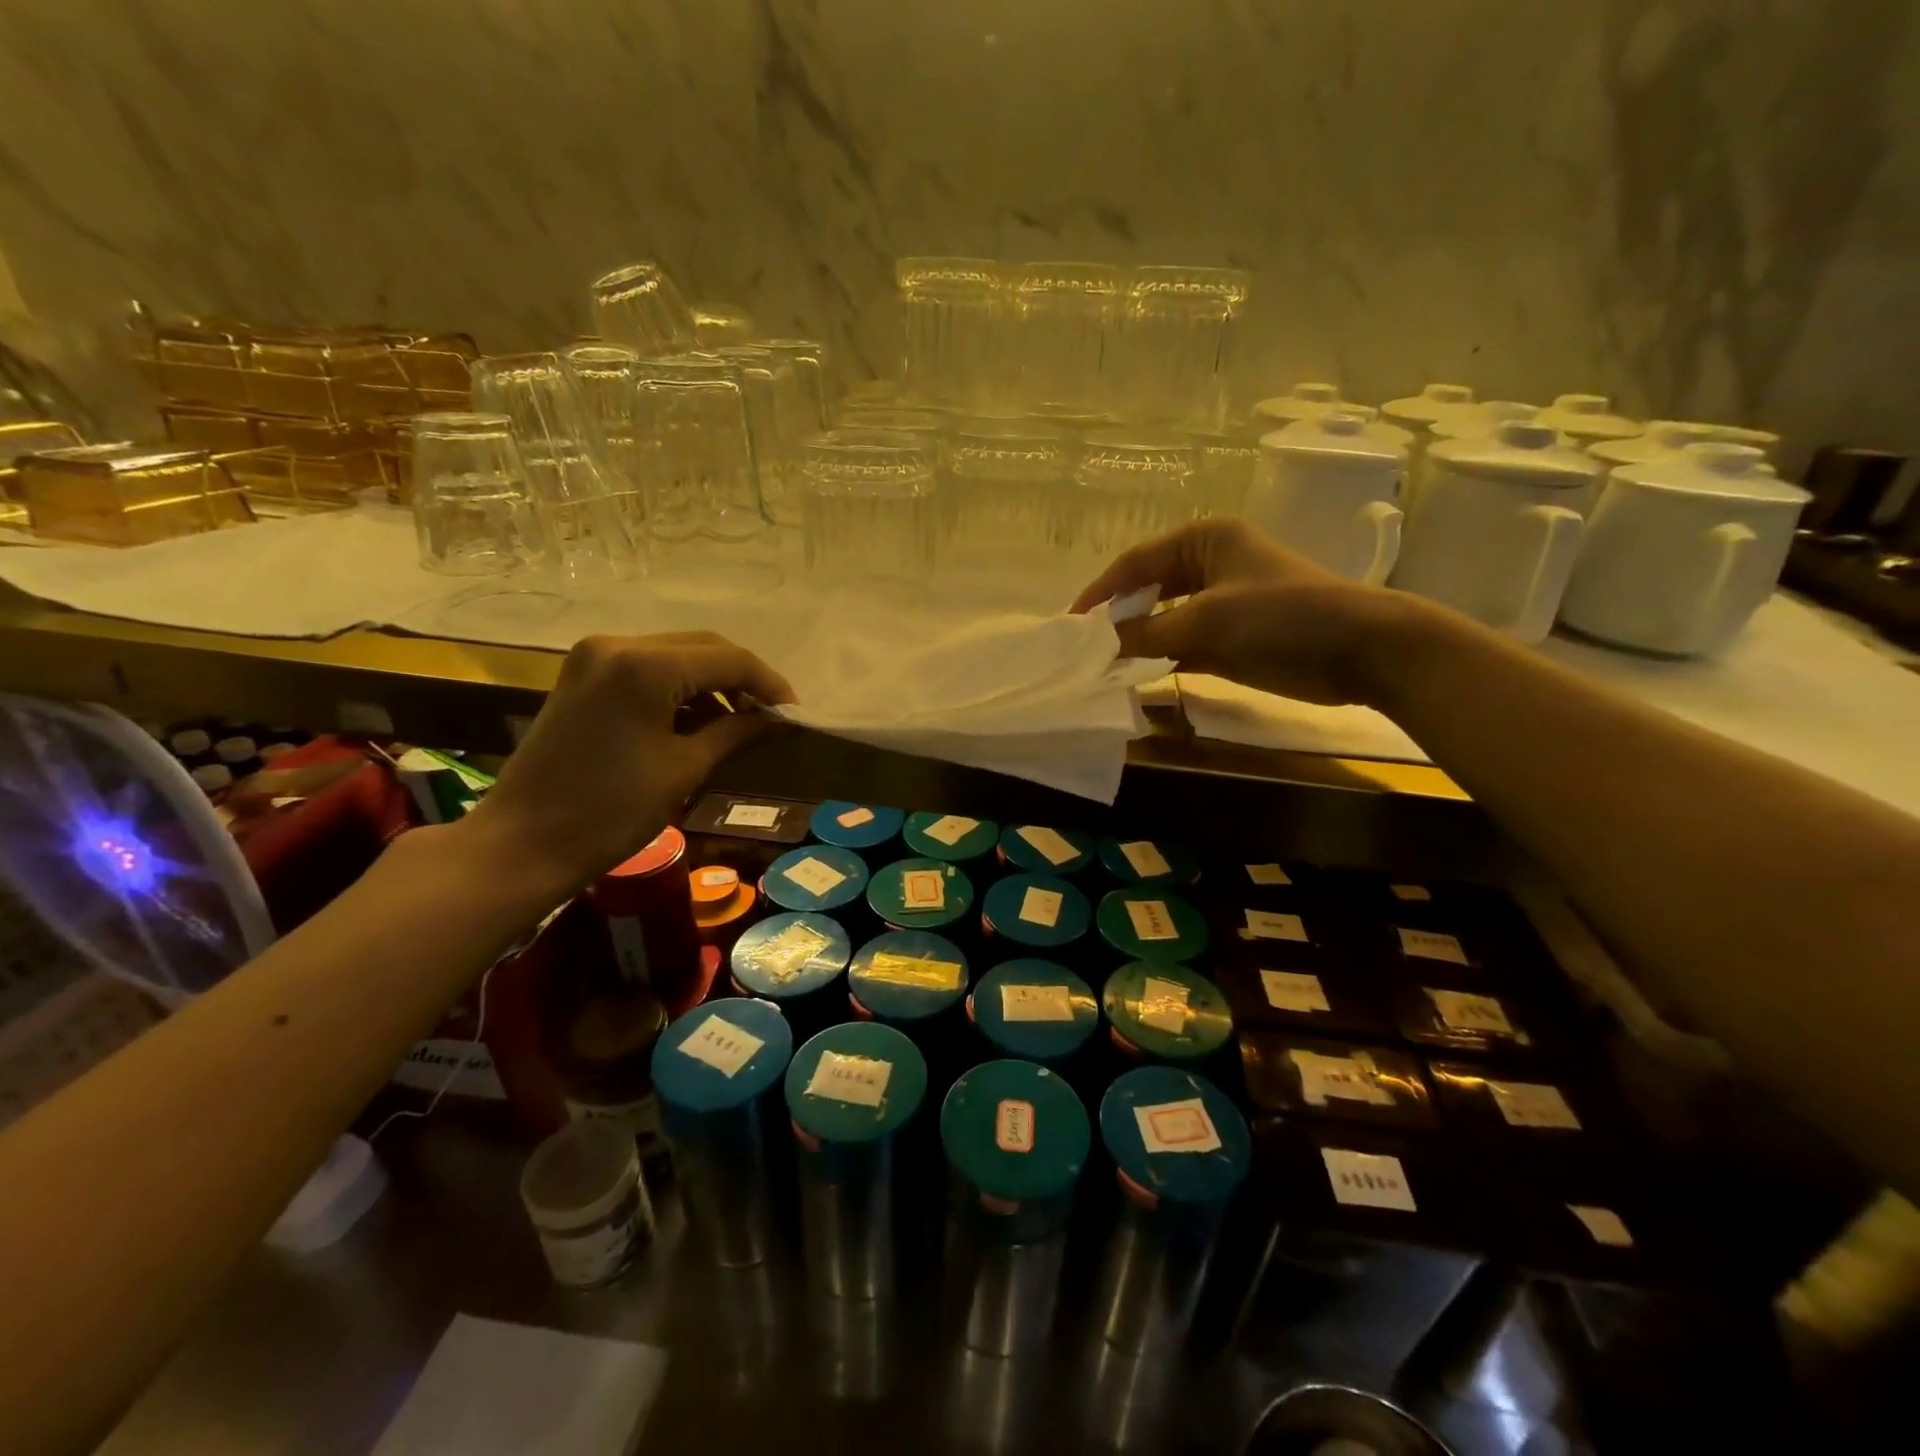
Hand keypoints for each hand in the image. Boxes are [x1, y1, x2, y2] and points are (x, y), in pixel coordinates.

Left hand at [464, 631, 794, 895]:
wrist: (524, 844)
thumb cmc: (611, 811)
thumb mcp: (685, 768)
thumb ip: (738, 731)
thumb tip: (783, 720)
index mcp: (644, 666)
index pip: (728, 659)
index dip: (769, 685)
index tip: (796, 715)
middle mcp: (618, 645)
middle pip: (703, 648)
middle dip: (743, 681)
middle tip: (773, 718)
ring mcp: (595, 657)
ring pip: (677, 656)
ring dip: (713, 685)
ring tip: (741, 724)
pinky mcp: (584, 675)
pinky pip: (649, 670)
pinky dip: (681, 690)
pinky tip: (700, 721)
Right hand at [1070, 517, 1408, 704]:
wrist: (1360, 650)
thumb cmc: (1283, 614)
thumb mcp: (1208, 618)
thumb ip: (1148, 632)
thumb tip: (1099, 645)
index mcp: (1204, 540)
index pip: (1136, 562)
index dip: (1101, 592)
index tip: (1070, 623)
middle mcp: (1207, 567)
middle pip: (1146, 591)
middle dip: (1116, 619)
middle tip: (1082, 648)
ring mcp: (1218, 605)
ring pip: (1161, 622)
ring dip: (1135, 643)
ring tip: (1098, 666)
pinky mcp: (1228, 640)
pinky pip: (1180, 647)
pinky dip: (1158, 661)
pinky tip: (1131, 678)